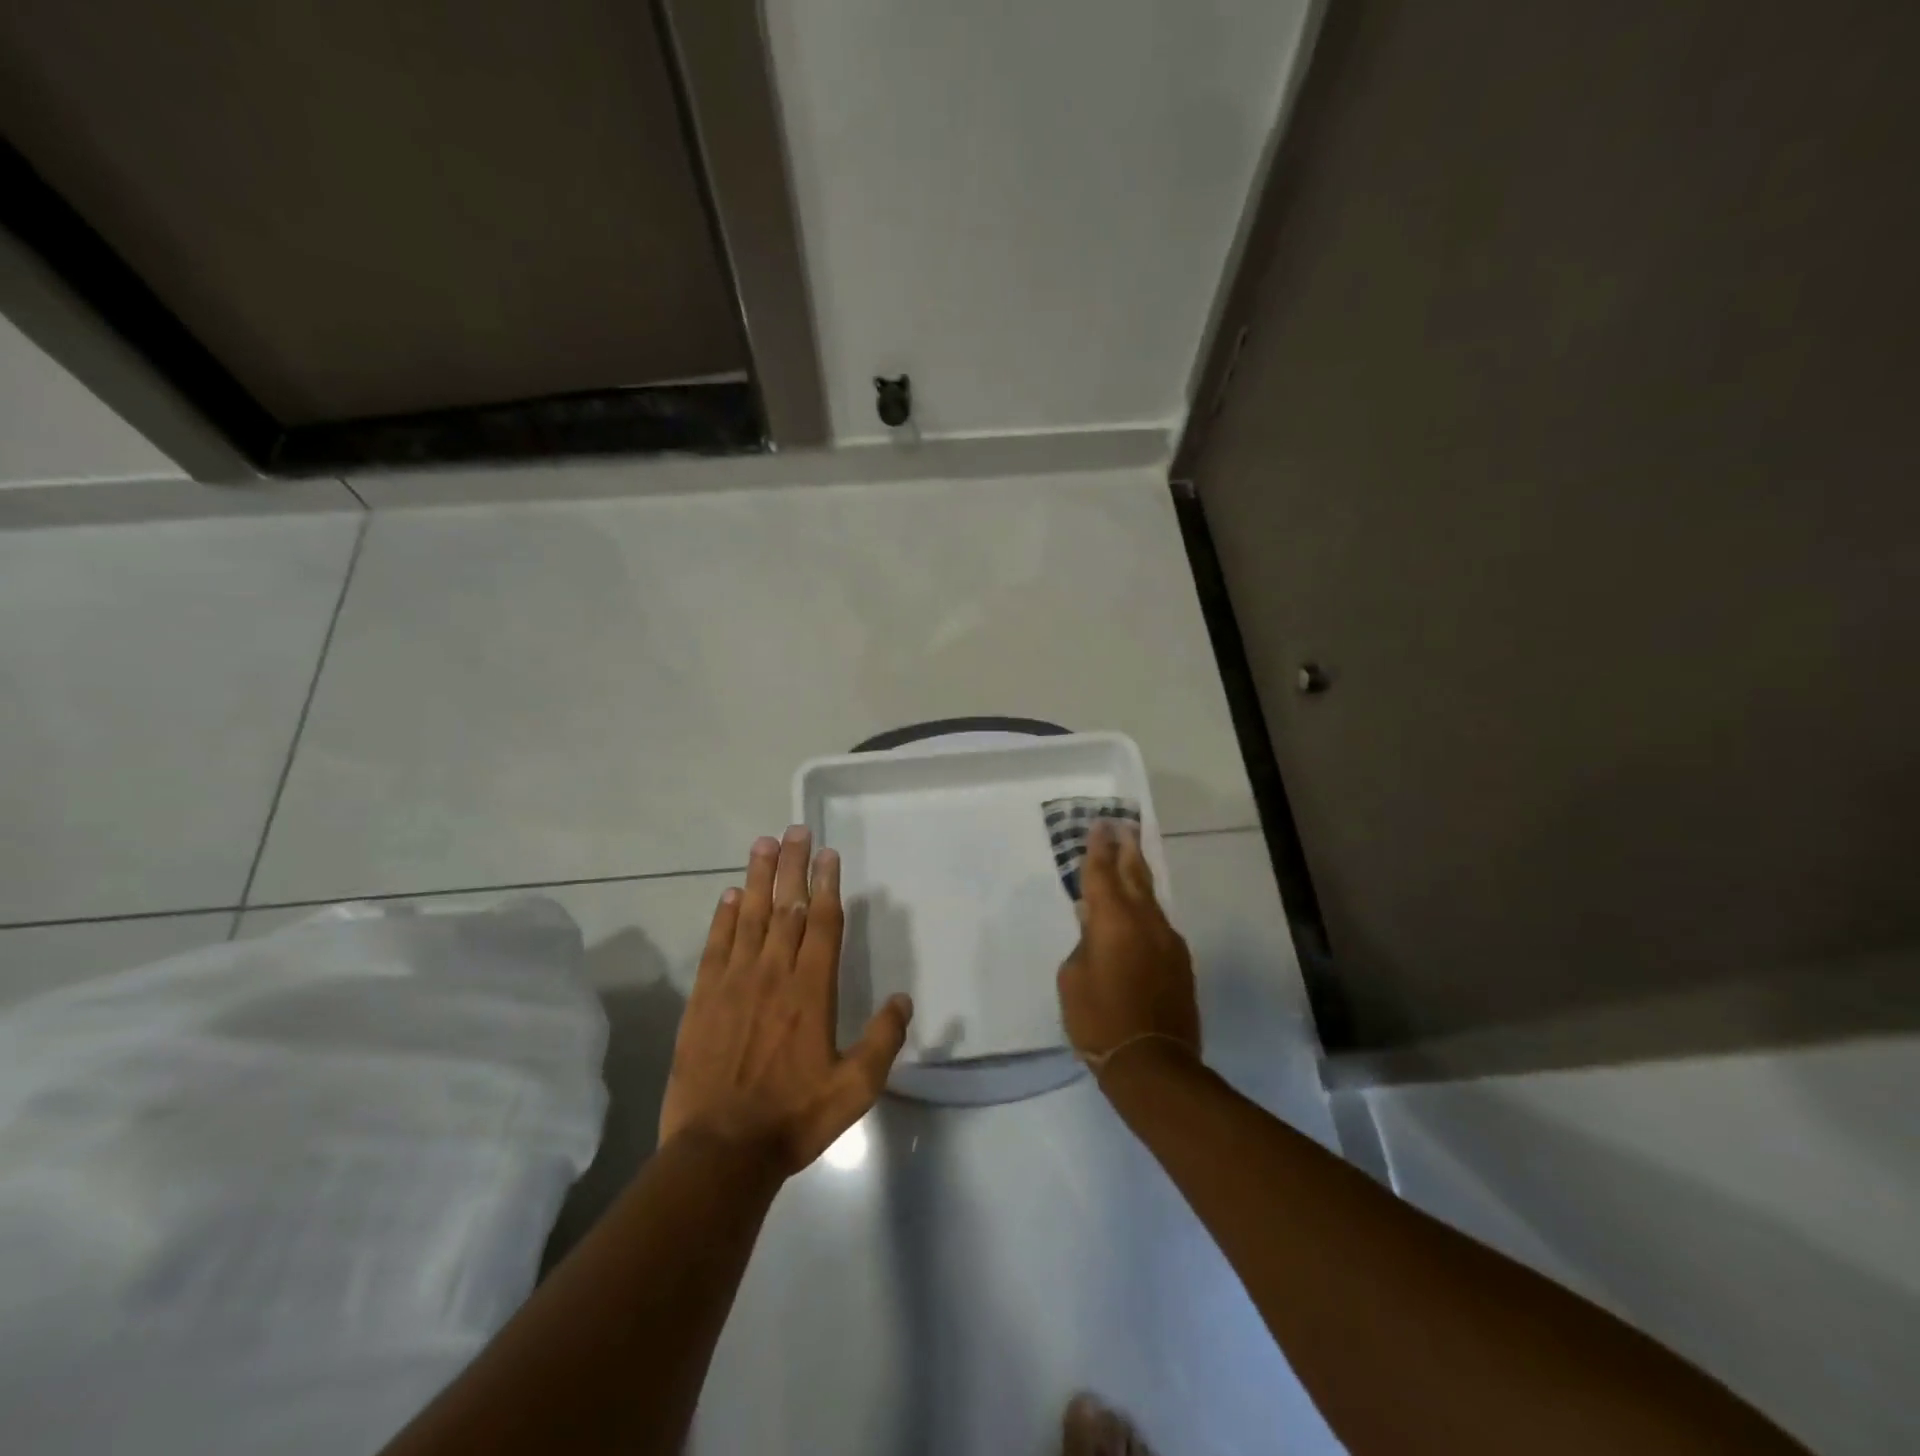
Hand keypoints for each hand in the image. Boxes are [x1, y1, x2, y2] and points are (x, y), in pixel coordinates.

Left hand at [660, 826, 912, 1174]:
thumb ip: (883, 1040)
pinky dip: (724, 917)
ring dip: (759, 878)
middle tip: (796, 830)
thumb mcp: (855, 1088)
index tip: (828, 854)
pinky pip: (716, 946)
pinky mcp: (703, 999)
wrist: (721, 1151)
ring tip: (764, 844)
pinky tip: (730, 895)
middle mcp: (773, 974)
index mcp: (811, 990)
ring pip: (750, 917)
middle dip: (794, 866)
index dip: (826, 884)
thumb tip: (904, 999)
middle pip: (786, 907)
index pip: (821, 922)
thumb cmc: (794, 1118)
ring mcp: (734, 983)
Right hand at [1056, 818, 1200, 1068]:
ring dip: (1138, 876)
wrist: (1153, 1064)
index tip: (1099, 825)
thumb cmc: (1099, 1020)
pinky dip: (1145, 910)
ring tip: (1129, 858)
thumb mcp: (1072, 979)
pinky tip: (1137, 913)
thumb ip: (1083, 944)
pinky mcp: (1180, 962)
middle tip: (1121, 826)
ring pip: (1150, 898)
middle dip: (1126, 848)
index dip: (1098, 848)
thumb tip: (1094, 926)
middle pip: (1135, 874)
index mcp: (1113, 921)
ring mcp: (1168, 941)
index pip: (1102, 873)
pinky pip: (1158, 924)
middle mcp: (1145, 922)